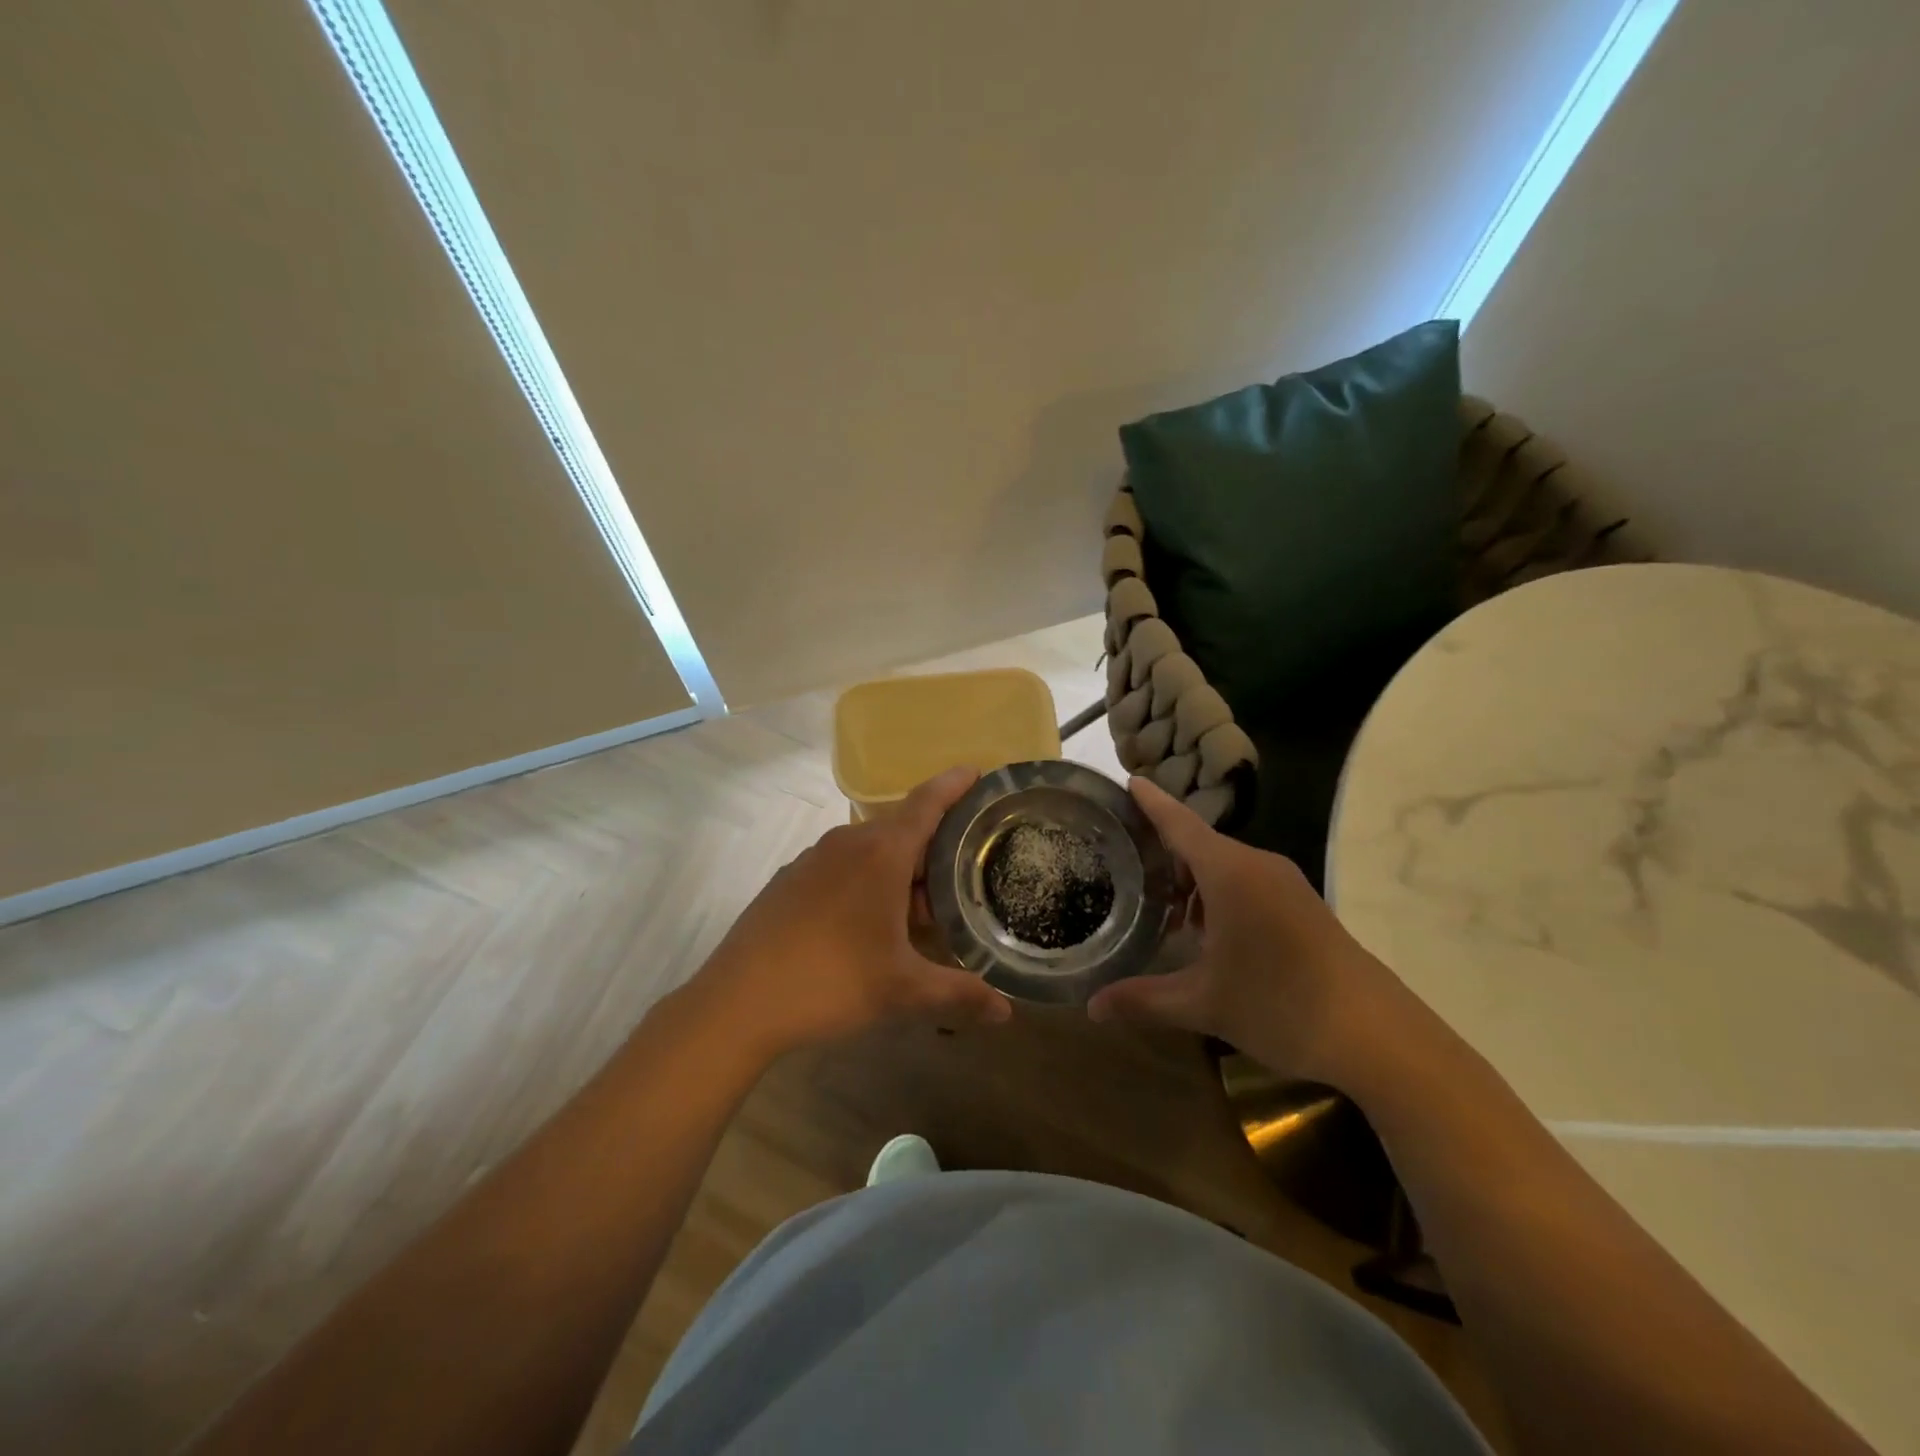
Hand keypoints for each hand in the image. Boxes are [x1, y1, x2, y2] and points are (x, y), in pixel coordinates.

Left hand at [690, 767, 1011, 1059]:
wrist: (737, 1002)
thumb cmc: (831, 982)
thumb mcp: (903, 990)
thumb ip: (959, 994)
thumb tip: (1008, 1014)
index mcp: (881, 853)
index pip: (927, 802)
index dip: (954, 784)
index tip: (977, 771)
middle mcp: (847, 842)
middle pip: (902, 829)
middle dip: (934, 847)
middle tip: (965, 872)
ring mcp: (813, 859)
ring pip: (870, 850)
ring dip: (900, 870)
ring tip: (922, 906)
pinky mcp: (789, 880)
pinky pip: (842, 866)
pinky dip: (867, 880)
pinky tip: (869, 922)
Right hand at [1087, 777, 1419, 1083]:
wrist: (1379, 1035)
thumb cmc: (1282, 1005)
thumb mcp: (1204, 1004)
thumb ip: (1143, 999)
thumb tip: (1092, 1007)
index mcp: (1230, 873)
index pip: (1180, 823)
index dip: (1151, 802)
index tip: (1127, 781)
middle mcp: (1258, 866)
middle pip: (1199, 843)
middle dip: (1162, 850)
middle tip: (1122, 861)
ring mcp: (1285, 884)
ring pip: (1224, 865)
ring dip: (1191, 878)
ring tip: (1158, 905)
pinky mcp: (1302, 905)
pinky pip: (1246, 882)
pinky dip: (1217, 893)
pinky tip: (1205, 931)